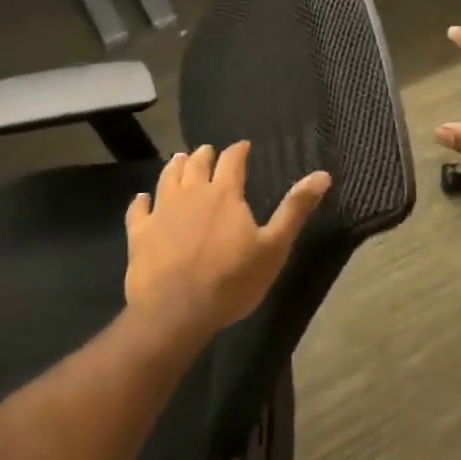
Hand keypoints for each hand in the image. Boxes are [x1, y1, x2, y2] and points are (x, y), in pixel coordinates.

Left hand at [124, 143, 330, 333]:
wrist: (177, 312)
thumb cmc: (232, 280)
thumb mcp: (274, 247)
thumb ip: (295, 209)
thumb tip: (322, 174)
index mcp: (224, 194)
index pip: (232, 160)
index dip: (238, 151)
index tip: (243, 146)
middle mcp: (191, 193)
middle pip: (197, 164)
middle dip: (205, 155)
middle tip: (209, 152)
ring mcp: (162, 212)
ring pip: (167, 178)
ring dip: (175, 167)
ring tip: (180, 160)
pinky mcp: (139, 233)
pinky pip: (138, 209)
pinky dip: (141, 201)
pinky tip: (142, 198)